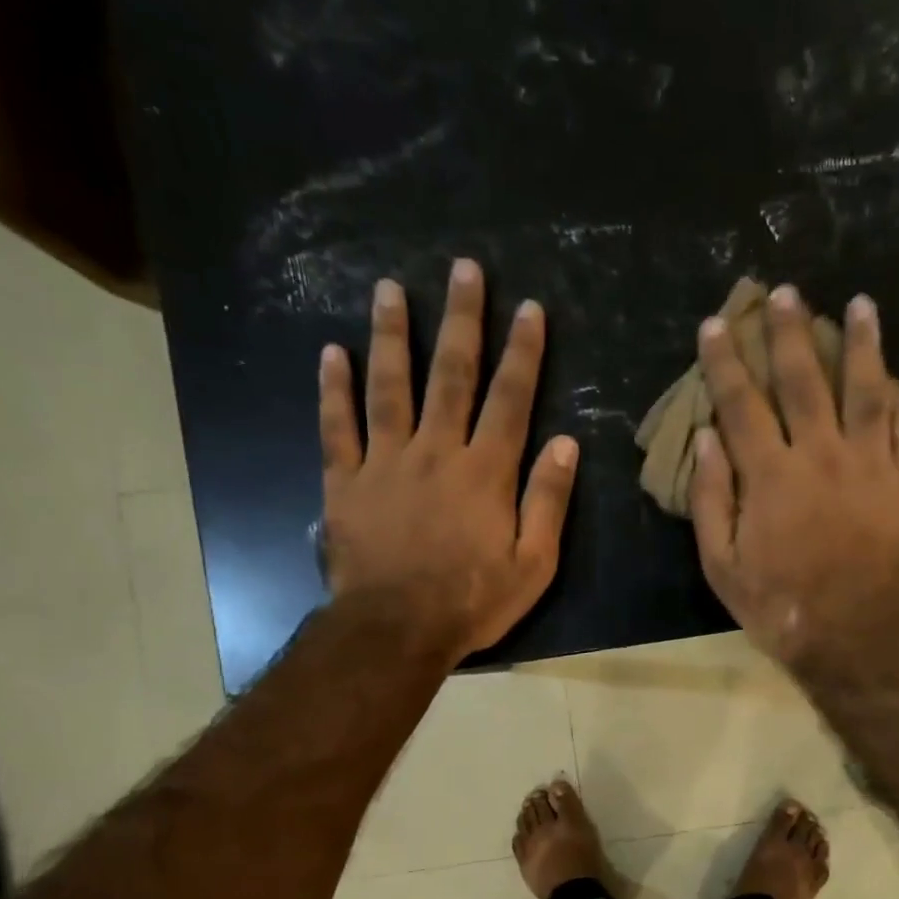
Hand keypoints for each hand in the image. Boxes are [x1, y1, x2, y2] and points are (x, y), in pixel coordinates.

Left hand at [318, 259, 578, 662]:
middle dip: (461, 320)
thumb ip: (548, 501)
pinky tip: (332, 353)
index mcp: (486, 472)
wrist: (396, 629)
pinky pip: (338, 427)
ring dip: (392, 335)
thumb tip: (566, 443)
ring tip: (390, 288)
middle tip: (463, 269)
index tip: (528, 308)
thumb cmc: (473, 601)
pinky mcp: (346, 482)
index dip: (522, 352)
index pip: (510, 399)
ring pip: (389, 387)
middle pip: (451, 376)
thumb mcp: (533, 563)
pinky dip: (334, 390)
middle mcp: (436, 452)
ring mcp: (386, 462)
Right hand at [690, 287, 898, 668]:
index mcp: (771, 475)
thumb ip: (710, 499)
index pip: (741, 404)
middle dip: (790, 332)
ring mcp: (870, 465)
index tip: (716, 326)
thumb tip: (707, 440)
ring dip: (862, 342)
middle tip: (785, 293)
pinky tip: (897, 374)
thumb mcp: (721, 564)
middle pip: (804, 379)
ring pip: (867, 388)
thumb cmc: (778, 604)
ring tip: (860, 303)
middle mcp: (821, 455)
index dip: (725, 362)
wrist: (852, 634)